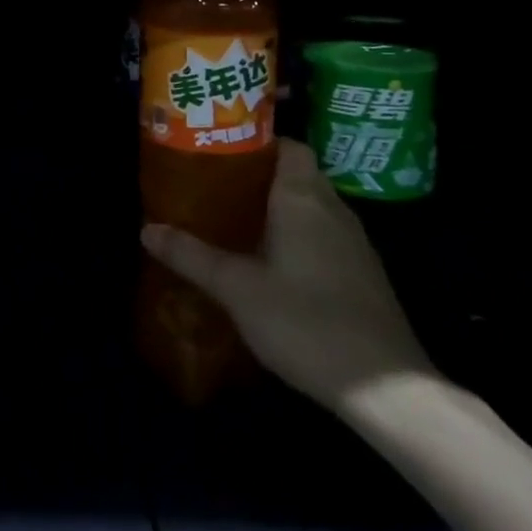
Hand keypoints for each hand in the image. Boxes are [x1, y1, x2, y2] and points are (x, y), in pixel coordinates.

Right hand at [141, 138, 431, 413]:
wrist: (385, 389)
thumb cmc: (306, 321)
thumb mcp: (237, 289)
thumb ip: (192, 256)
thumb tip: (146, 229)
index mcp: (303, 198)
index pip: (288, 145)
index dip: (258, 142)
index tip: (222, 151)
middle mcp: (334, 209)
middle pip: (297, 174)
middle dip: (259, 176)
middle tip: (216, 185)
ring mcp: (355, 243)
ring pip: (312, 206)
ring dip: (279, 208)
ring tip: (236, 219)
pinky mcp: (364, 275)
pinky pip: (325, 235)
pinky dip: (299, 236)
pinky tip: (273, 263)